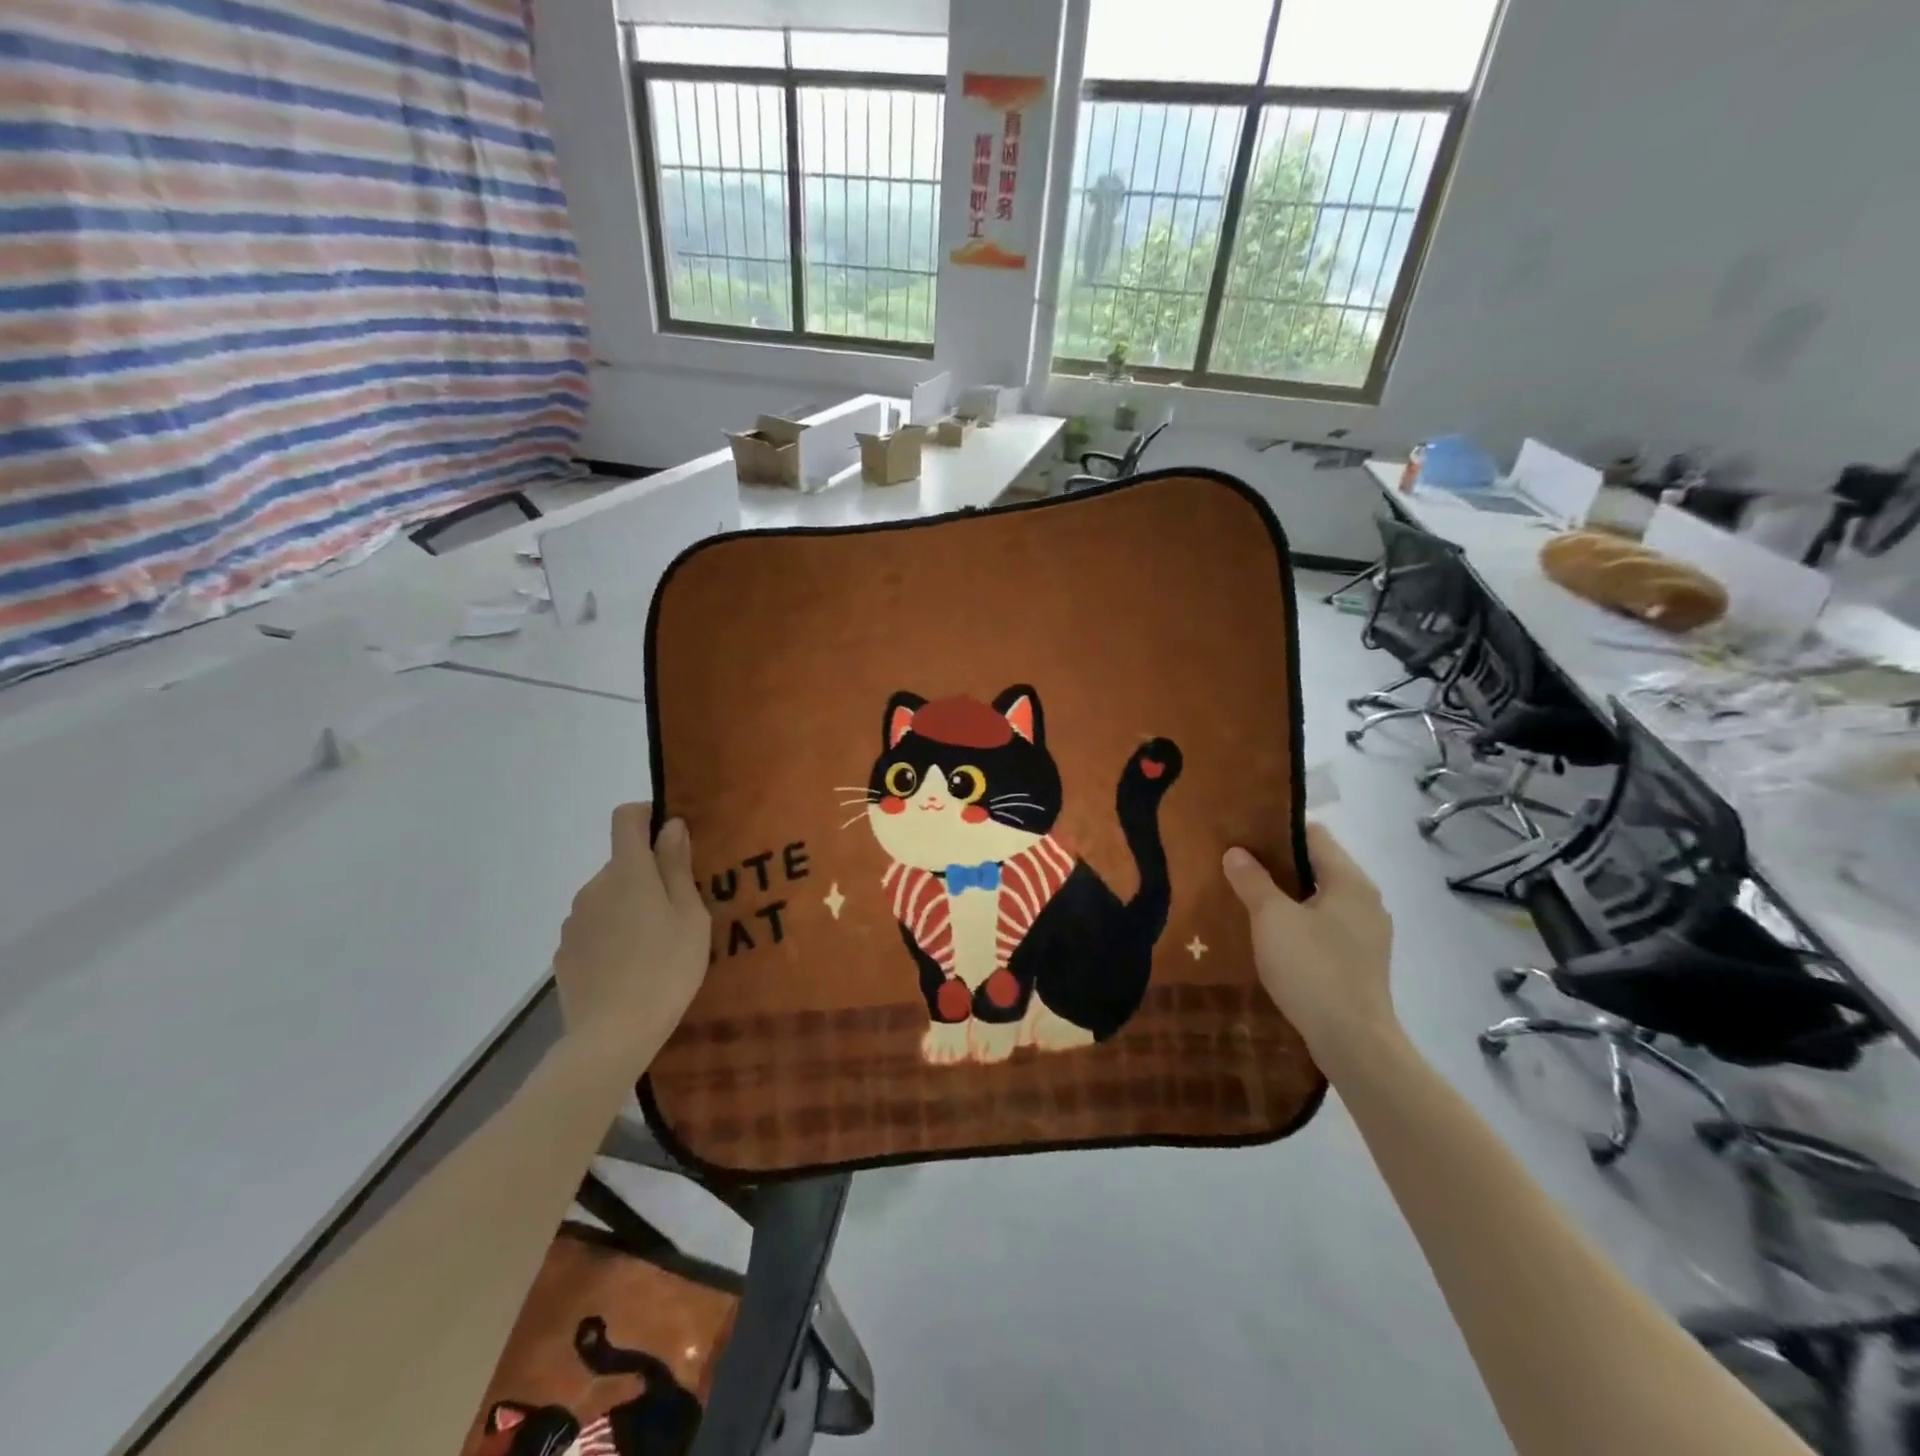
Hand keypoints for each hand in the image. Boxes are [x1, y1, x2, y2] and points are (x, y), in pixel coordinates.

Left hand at [553, 804, 709, 1062]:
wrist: (611, 1036)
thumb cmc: (666, 968)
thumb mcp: (690, 916)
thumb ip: (677, 866)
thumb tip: (670, 826)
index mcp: (627, 872)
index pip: (626, 818)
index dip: (647, 815)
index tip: (671, 834)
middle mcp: (593, 887)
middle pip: (622, 863)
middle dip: (648, 875)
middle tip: (679, 910)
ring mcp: (574, 922)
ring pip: (608, 898)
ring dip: (629, 907)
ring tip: (656, 945)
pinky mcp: (564, 954)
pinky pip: (594, 929)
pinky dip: (612, 935)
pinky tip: (630, 967)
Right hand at [1223, 822, 1397, 1079]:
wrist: (1353, 1041)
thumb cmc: (1312, 968)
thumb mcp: (1271, 919)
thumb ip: (1252, 880)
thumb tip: (1236, 852)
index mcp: (1350, 881)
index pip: (1314, 835)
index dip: (1277, 830)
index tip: (1243, 834)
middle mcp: (1366, 901)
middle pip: (1318, 866)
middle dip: (1278, 865)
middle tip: (1237, 866)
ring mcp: (1368, 934)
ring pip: (1321, 899)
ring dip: (1288, 896)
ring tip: (1249, 900)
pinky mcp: (1362, 961)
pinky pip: (1326, 926)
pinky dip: (1300, 923)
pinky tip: (1273, 937)